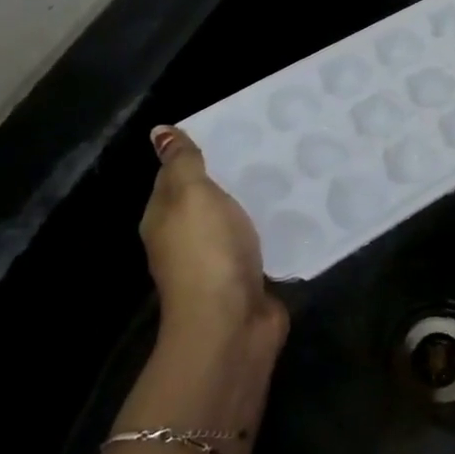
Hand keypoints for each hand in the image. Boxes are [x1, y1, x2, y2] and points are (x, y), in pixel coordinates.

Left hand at [141, 127, 287, 349]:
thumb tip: (159, 131)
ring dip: (253, 202)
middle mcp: (185, 239)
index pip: (175, 175)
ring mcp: (216, 261)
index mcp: (164, 217)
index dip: (197, 152)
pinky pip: (259, 242)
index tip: (233, 128)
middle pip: (206, 198)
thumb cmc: (206, 251)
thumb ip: (182, 162)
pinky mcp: (246, 277)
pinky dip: (271, 227)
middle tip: (269, 144)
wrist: (230, 324)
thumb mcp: (191, 195)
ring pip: (235, 220)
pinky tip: (295, 210)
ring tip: (287, 170)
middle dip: (231, 175)